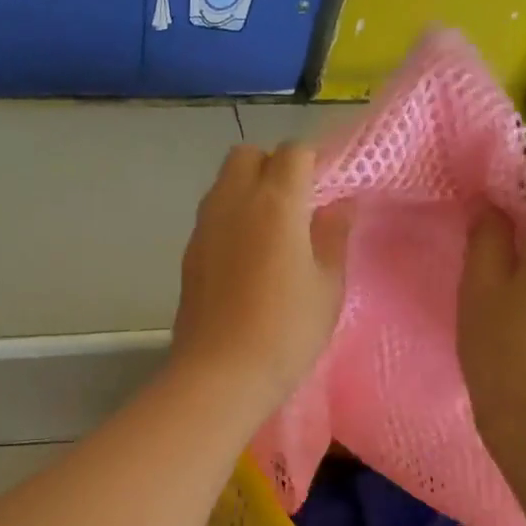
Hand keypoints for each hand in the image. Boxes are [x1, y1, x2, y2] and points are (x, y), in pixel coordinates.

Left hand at [171, 143, 351, 413]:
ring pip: (223, 184)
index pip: (294, 152)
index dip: (313, 164)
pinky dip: (229, 221)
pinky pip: (211, 217)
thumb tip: (338, 204)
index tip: (326, 192)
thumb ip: (333, 235)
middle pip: (248, 156)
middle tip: (295, 207)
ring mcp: (203, 227)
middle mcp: (232, 201)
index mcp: (274, 201)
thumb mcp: (327, 286)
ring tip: (270, 234)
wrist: (220, 373)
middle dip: (272, 167)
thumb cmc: (285, 330)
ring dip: (247, 192)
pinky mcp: (187, 253)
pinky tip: (245, 260)